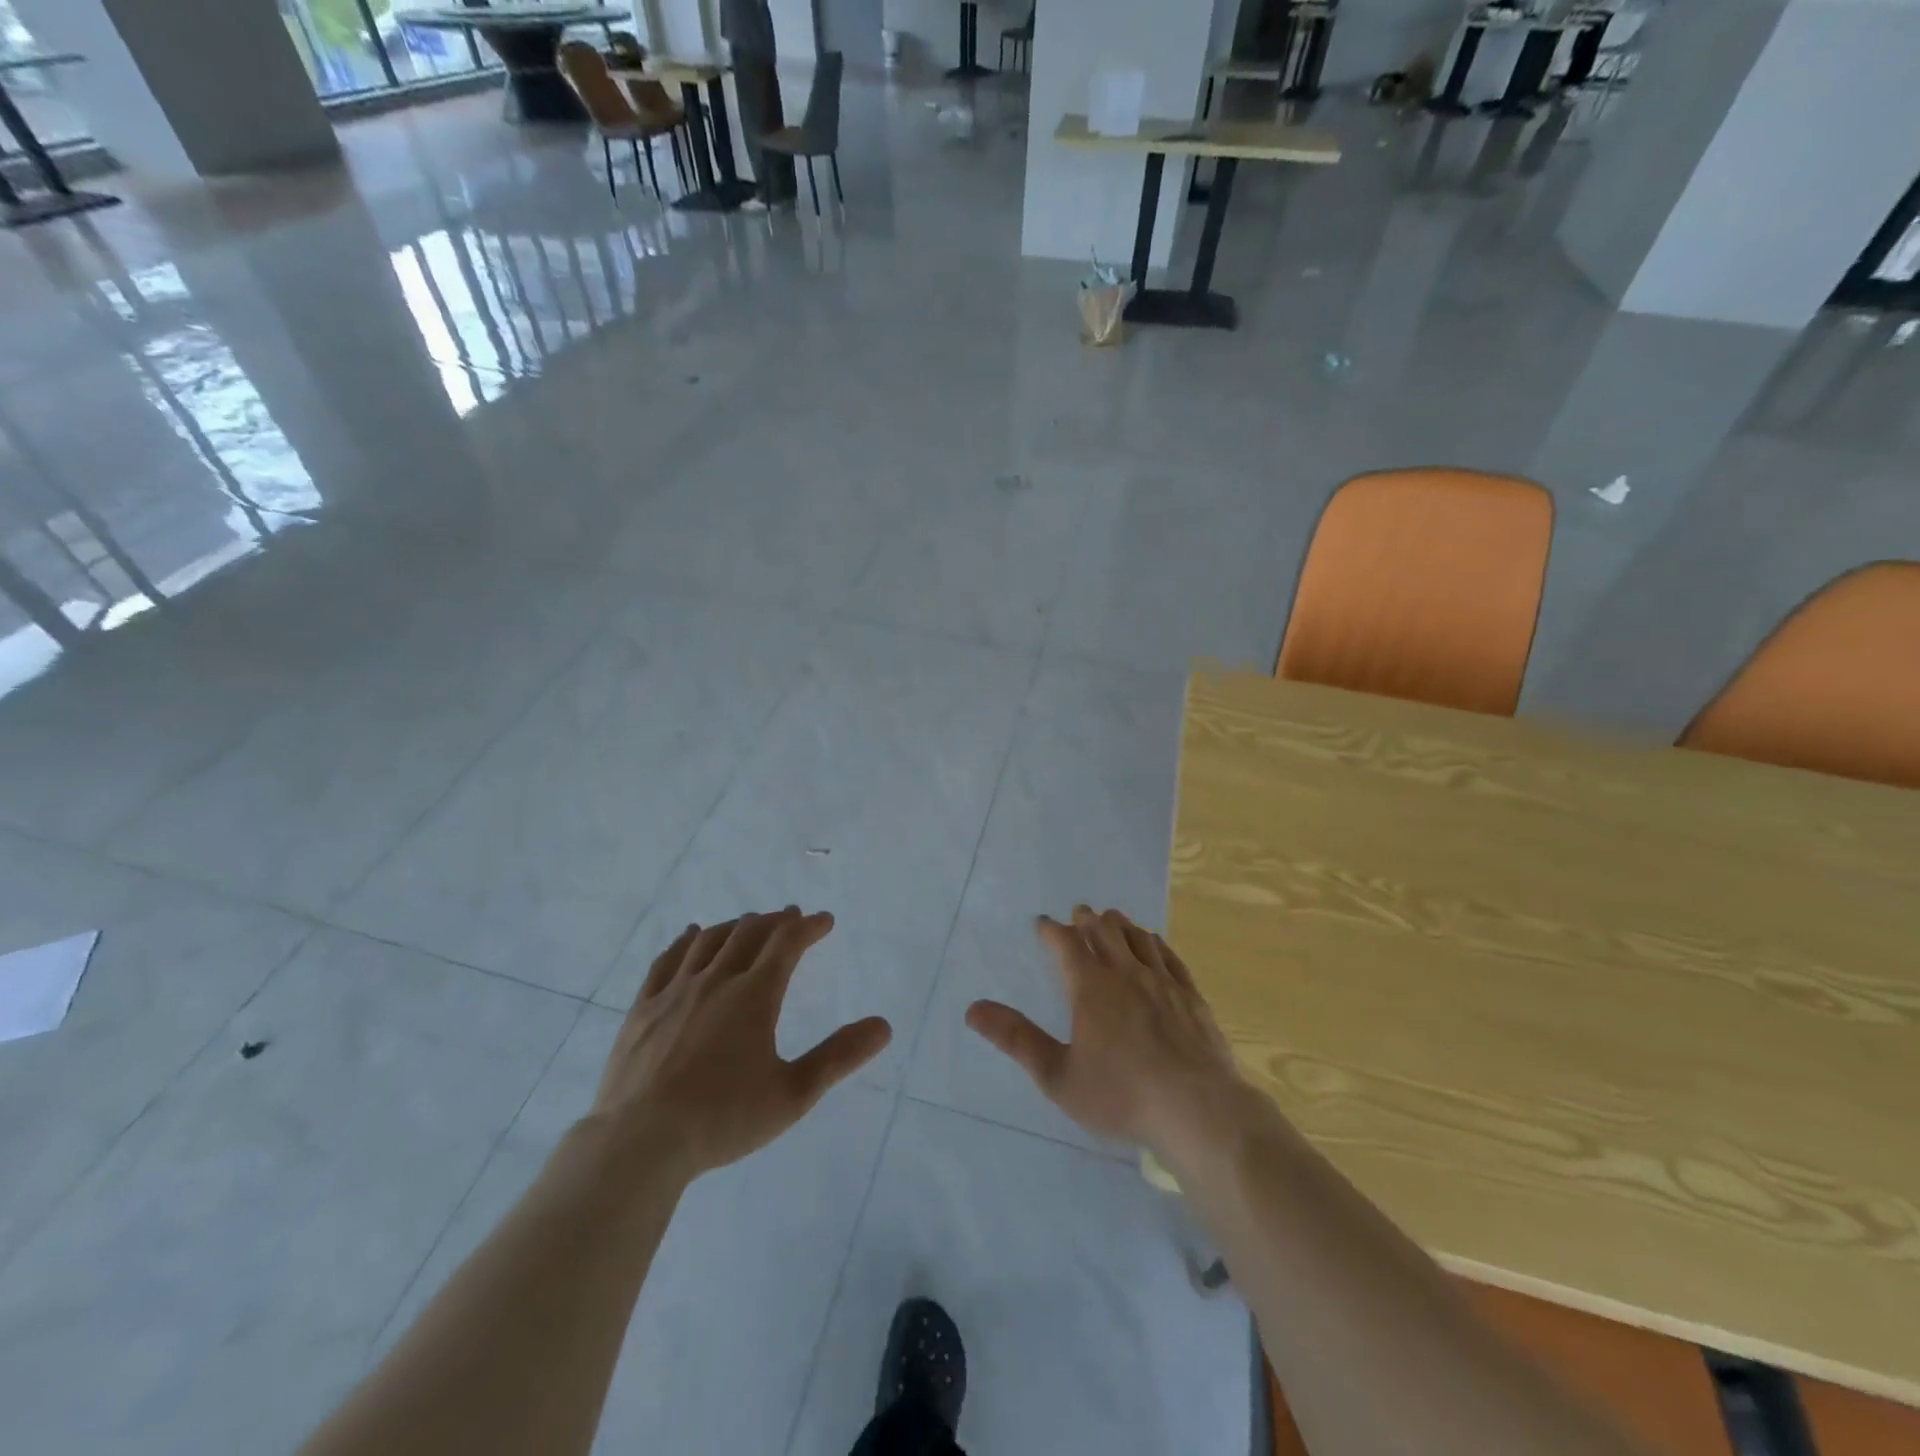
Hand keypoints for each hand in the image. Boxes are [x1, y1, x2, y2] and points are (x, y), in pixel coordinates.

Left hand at [590, 909, 891, 1179]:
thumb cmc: (723, 1119)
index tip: (825, 920)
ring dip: (736, 925)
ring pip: (710, 940)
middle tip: (791, 916)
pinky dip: (686, 941)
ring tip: (750, 923)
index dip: (809, 927)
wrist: (639, 1142)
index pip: (787, 944)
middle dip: (775, 921)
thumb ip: (840, 1056)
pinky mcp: (643, 1007)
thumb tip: (884, 1026)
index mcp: (754, 995)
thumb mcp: (793, 1094)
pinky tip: (691, 936)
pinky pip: (667, 960)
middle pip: (749, 934)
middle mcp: (716, 980)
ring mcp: (675, 991)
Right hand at [966, 906, 1255, 1162]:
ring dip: (1120, 924)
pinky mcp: (1191, 996)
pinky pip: (1169, 957)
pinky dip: (1155, 943)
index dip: (1051, 931)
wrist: (1198, 1109)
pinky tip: (1154, 942)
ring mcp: (1162, 982)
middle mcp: (1126, 973)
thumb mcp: (1058, 1075)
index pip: (1066, 945)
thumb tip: (973, 1009)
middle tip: (1079, 912)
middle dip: (1087, 920)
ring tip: (1112, 918)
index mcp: (1091, 988)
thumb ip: (1017, 1039)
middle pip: (1104, 933)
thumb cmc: (1121, 1095)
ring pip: (1137, 938)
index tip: (1042, 923)